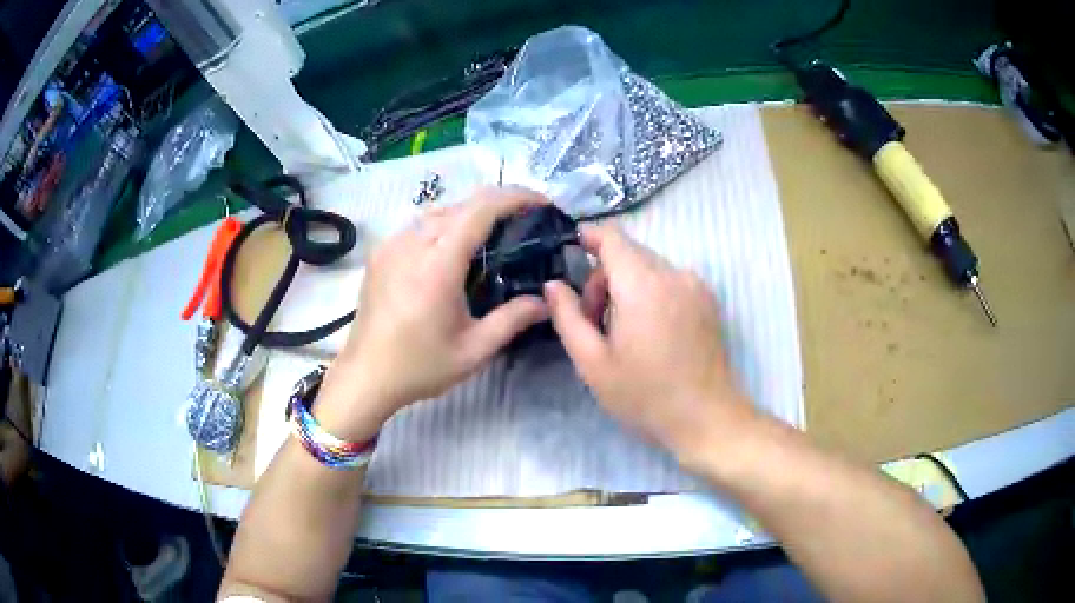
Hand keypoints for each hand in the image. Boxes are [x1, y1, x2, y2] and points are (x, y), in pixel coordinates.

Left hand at [316, 188, 549, 439]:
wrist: (365, 376)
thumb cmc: (420, 366)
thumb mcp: (474, 350)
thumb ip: (513, 319)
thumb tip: (546, 302)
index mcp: (438, 264)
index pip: (481, 209)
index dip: (515, 197)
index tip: (541, 203)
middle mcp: (412, 243)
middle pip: (461, 204)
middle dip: (497, 204)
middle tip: (524, 222)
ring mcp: (392, 245)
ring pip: (438, 211)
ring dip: (469, 214)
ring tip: (492, 235)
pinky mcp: (380, 253)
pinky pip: (418, 225)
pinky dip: (444, 226)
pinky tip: (452, 250)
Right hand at [544, 225, 756, 458]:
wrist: (707, 418)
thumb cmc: (645, 395)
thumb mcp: (593, 363)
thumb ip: (567, 317)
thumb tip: (553, 285)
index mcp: (643, 284)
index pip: (612, 237)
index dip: (587, 237)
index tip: (569, 253)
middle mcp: (674, 274)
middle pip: (629, 254)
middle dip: (604, 277)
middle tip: (594, 321)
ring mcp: (696, 286)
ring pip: (650, 268)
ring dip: (628, 287)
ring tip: (623, 332)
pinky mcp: (708, 300)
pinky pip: (670, 281)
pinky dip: (652, 293)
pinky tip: (650, 332)